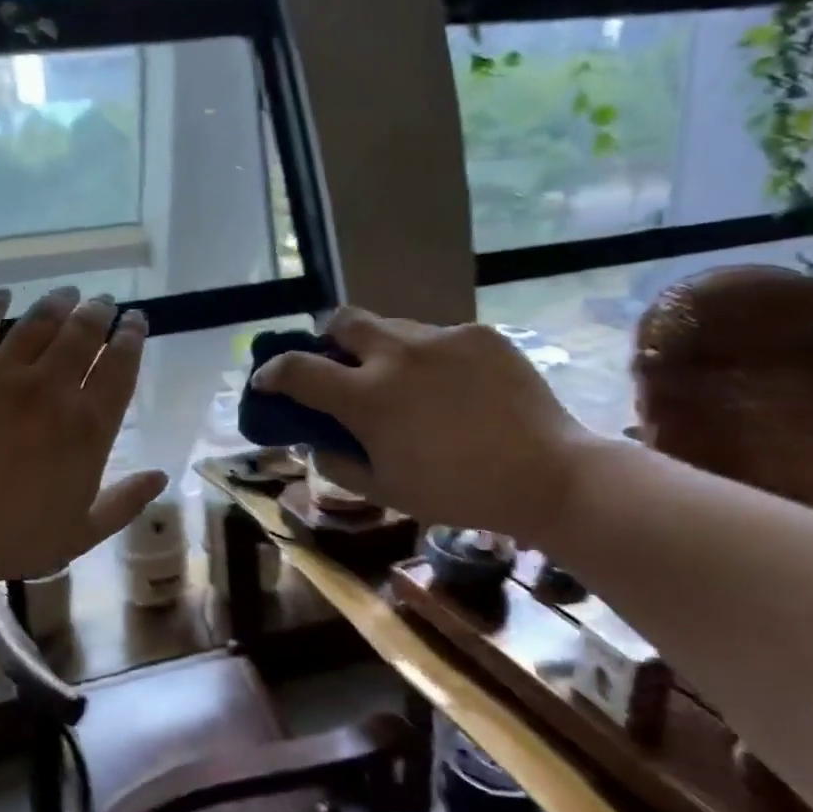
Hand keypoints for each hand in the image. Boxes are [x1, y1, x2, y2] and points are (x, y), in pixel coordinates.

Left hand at [0, 287, 167, 595]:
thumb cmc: (8, 538)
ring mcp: (1, 373)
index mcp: (87, 426)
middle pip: (83, 333)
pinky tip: (2, 295)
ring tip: (67, 292)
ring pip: (39, 322)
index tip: (136, 321)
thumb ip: (125, 502)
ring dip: (58, 302)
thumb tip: (161, 474)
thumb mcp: (80, 532)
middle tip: (103, 302)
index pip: (120, 367)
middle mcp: (51, 388)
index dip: (132, 338)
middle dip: (98, 312)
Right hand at [251, 307, 589, 542]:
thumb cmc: (455, 492)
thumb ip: (336, 461)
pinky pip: (437, 337)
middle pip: (342, 319)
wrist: (547, 475)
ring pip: (392, 326)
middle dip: (328, 339)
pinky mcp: (479, 333)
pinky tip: (453, 389)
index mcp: (367, 396)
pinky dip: (429, 358)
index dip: (271, 372)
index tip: (265, 381)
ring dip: (381, 349)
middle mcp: (397, 353)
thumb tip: (317, 438)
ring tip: (405, 383)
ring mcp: (441, 337)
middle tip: (340, 367)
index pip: (297, 368)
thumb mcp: (383, 490)